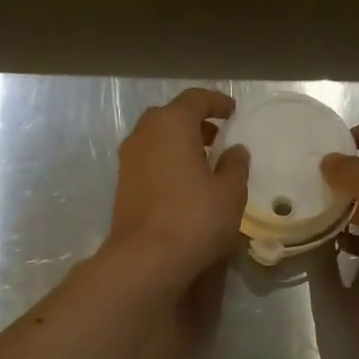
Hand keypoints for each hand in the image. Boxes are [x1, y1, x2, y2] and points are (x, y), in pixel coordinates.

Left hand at [107, 88, 248, 289]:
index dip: (217, 102)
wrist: (147, 258)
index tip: (233, 112)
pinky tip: (185, 185)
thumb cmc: (195, 217)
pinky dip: (167, 163)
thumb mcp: (230, 192)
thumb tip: (235, 150)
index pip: (195, 99)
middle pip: (170, 116)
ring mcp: (128, 161)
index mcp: (171, 124)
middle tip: (218, 138)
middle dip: (195, 123)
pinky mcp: (123, 186)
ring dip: (179, 145)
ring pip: (157, 140)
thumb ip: (235, 165)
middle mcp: (144, 134)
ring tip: (204, 163)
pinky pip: (149, 161)